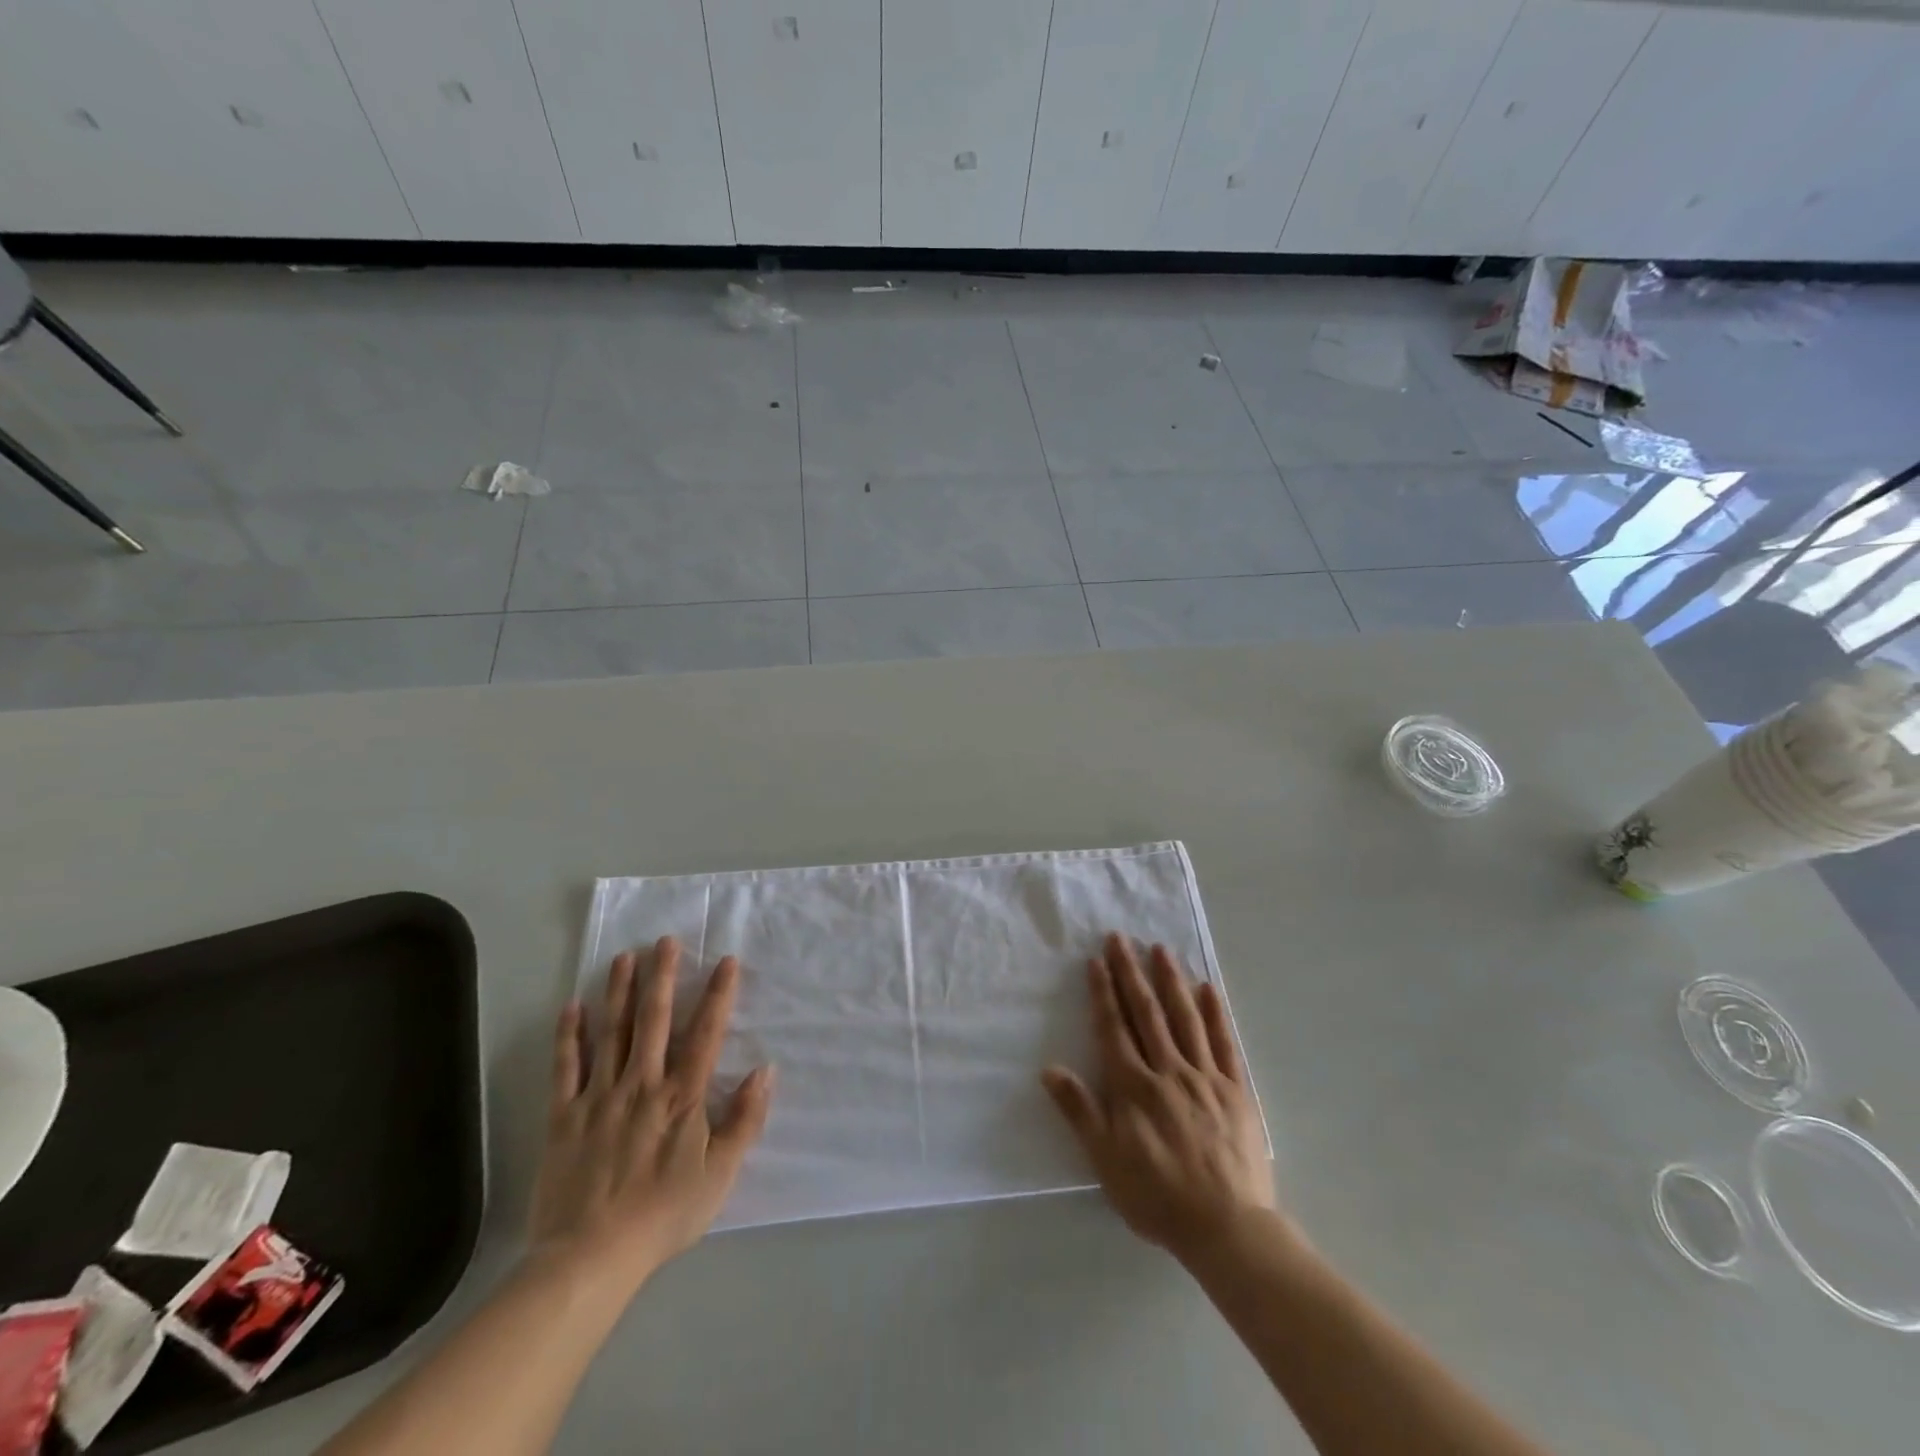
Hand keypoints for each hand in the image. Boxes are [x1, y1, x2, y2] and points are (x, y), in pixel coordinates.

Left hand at [529, 937, 775, 1289]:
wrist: (590, 1258)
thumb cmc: (664, 1214)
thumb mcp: (720, 1174)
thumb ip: (745, 1120)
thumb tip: (765, 1070)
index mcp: (682, 1096)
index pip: (705, 1033)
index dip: (718, 995)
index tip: (725, 961)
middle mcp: (642, 1084)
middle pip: (653, 1020)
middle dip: (661, 977)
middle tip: (664, 941)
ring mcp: (600, 1097)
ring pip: (612, 1033)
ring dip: (619, 993)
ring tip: (624, 957)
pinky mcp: (564, 1116)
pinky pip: (566, 1068)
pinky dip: (569, 1036)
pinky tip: (572, 1007)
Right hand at [1041, 933, 1275, 1262]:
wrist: (1227, 1228)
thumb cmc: (1158, 1196)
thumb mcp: (1106, 1160)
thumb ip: (1080, 1111)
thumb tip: (1049, 1069)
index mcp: (1134, 1087)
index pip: (1114, 1028)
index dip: (1104, 993)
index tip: (1096, 961)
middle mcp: (1168, 1071)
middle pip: (1146, 1013)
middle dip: (1131, 973)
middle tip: (1121, 938)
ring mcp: (1205, 1077)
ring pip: (1185, 1018)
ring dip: (1171, 981)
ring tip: (1160, 949)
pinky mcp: (1236, 1090)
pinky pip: (1225, 1043)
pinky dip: (1216, 1013)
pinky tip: (1208, 989)